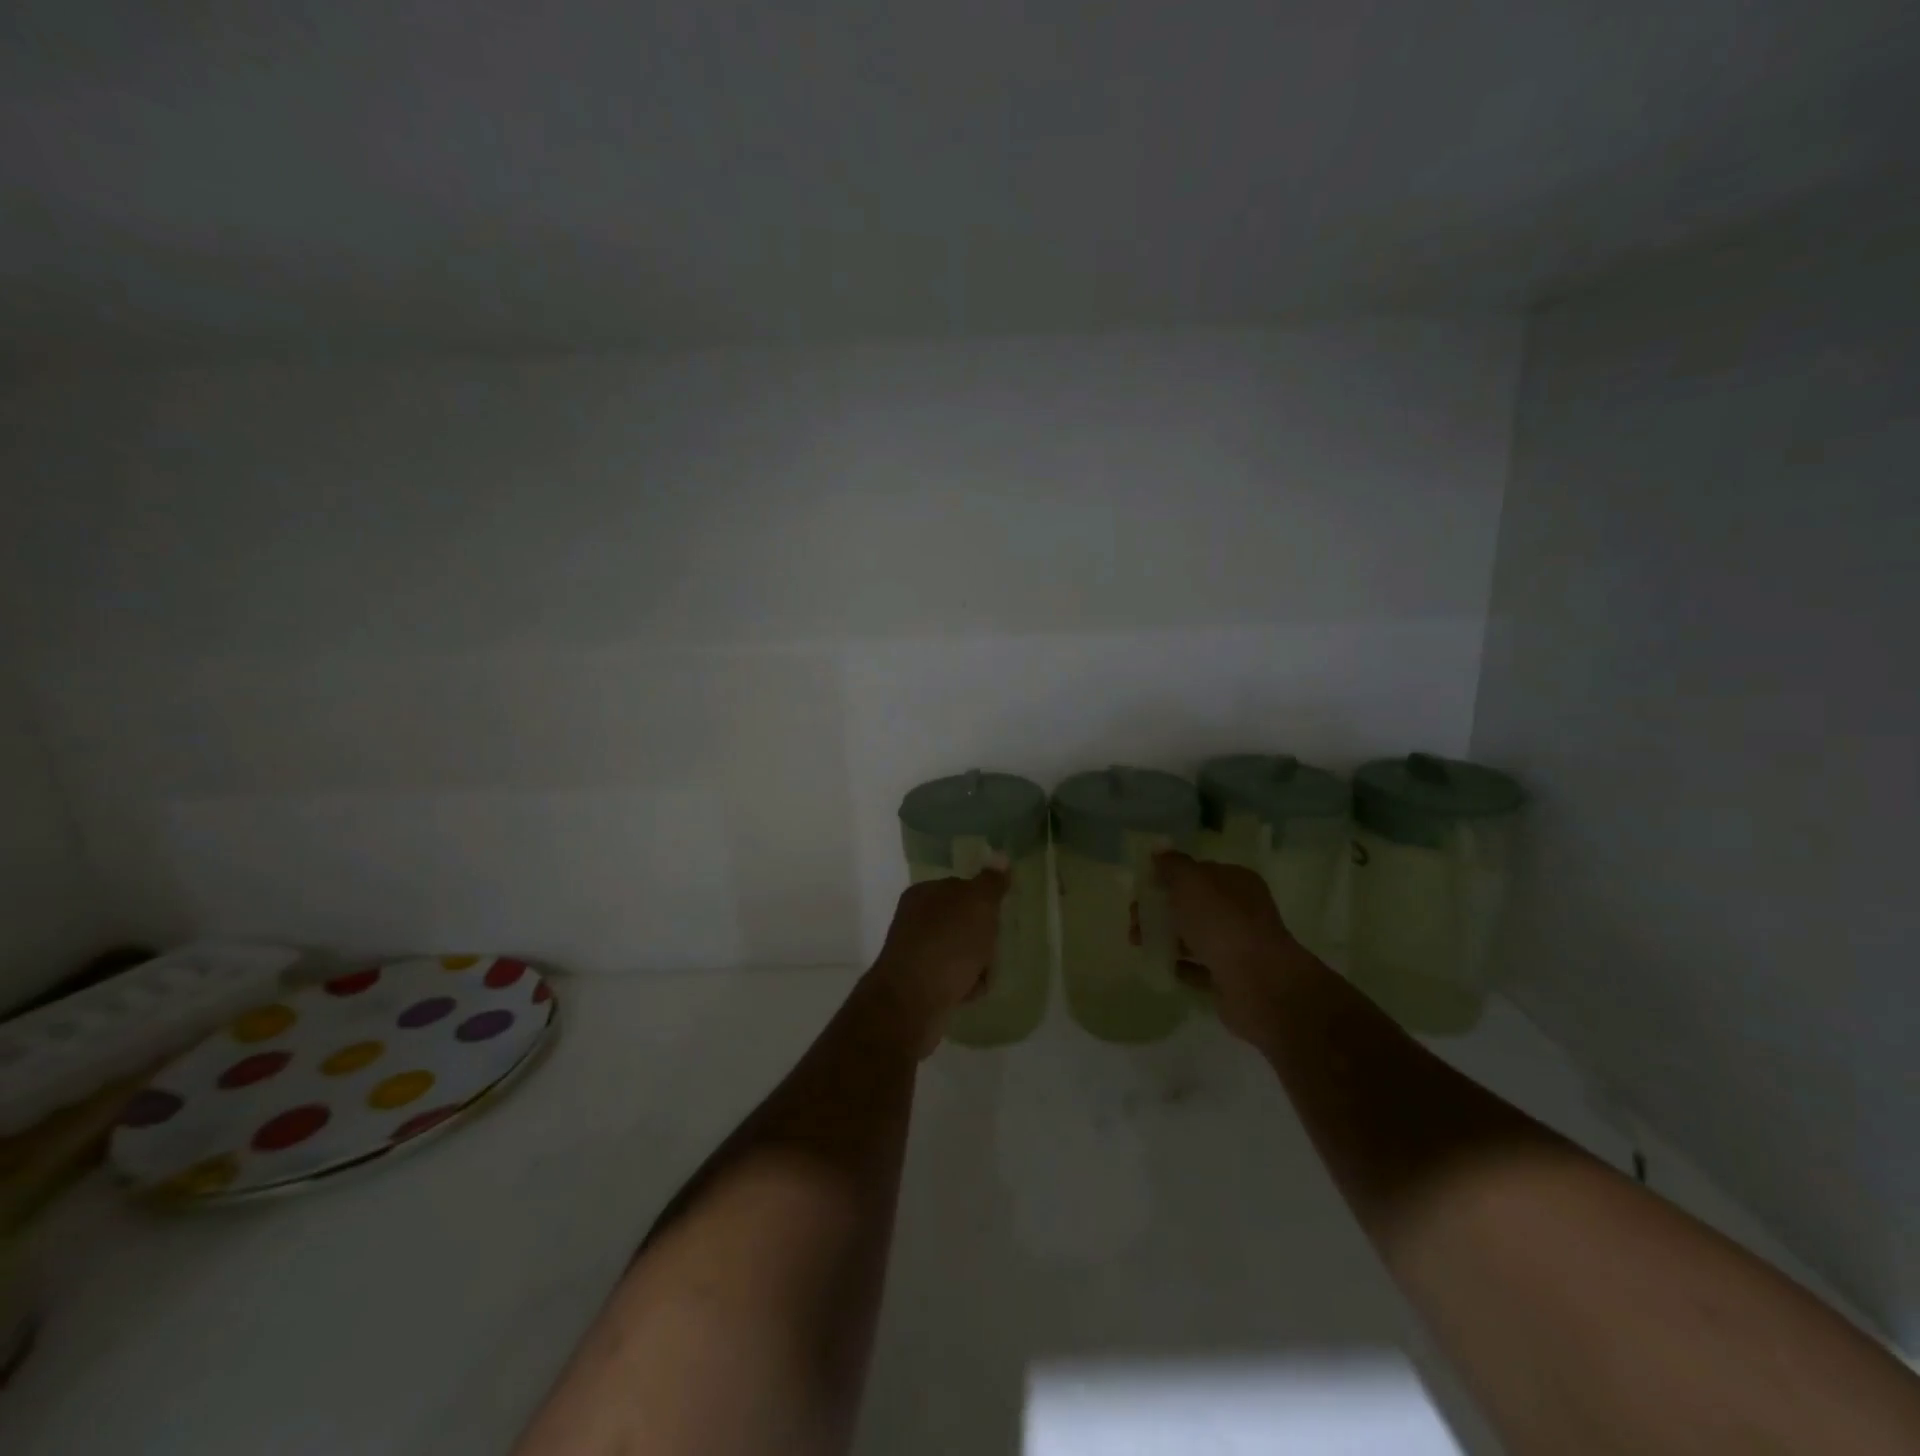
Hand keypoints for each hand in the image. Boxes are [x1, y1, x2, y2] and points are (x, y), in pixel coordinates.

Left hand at [864, 870, 1008, 1056]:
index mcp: (925, 893)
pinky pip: (952, 977)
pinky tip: (969, 993)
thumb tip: (1000, 856)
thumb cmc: (947, 945)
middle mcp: (915, 919)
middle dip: (983, 936)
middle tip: (993, 948)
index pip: (962, 887)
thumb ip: (991, 882)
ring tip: (982, 975)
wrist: (911, 1002)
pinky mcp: (918, 982)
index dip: (984, 903)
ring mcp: (915, 951)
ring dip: (977, 963)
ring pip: (960, 951)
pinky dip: (965, 984)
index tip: (997, 918)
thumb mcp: (977, 905)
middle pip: (963, 921)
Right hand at [1155, 851, 1299, 1044]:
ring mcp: (1238, 945)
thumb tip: (1160, 849)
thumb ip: (1173, 864)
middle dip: (1160, 910)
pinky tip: (1162, 965)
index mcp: (1236, 881)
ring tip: (1139, 944)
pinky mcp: (1232, 977)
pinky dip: (1181, 966)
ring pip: (1194, 936)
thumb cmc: (1221, 921)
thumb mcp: (1190, 881)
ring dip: (1165, 937)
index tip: (1142, 889)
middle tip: (1134, 920)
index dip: (1169, 877)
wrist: (1257, 982)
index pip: (1199, 872)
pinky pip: (1200, 968)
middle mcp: (1240, 910)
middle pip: (1193, 905)